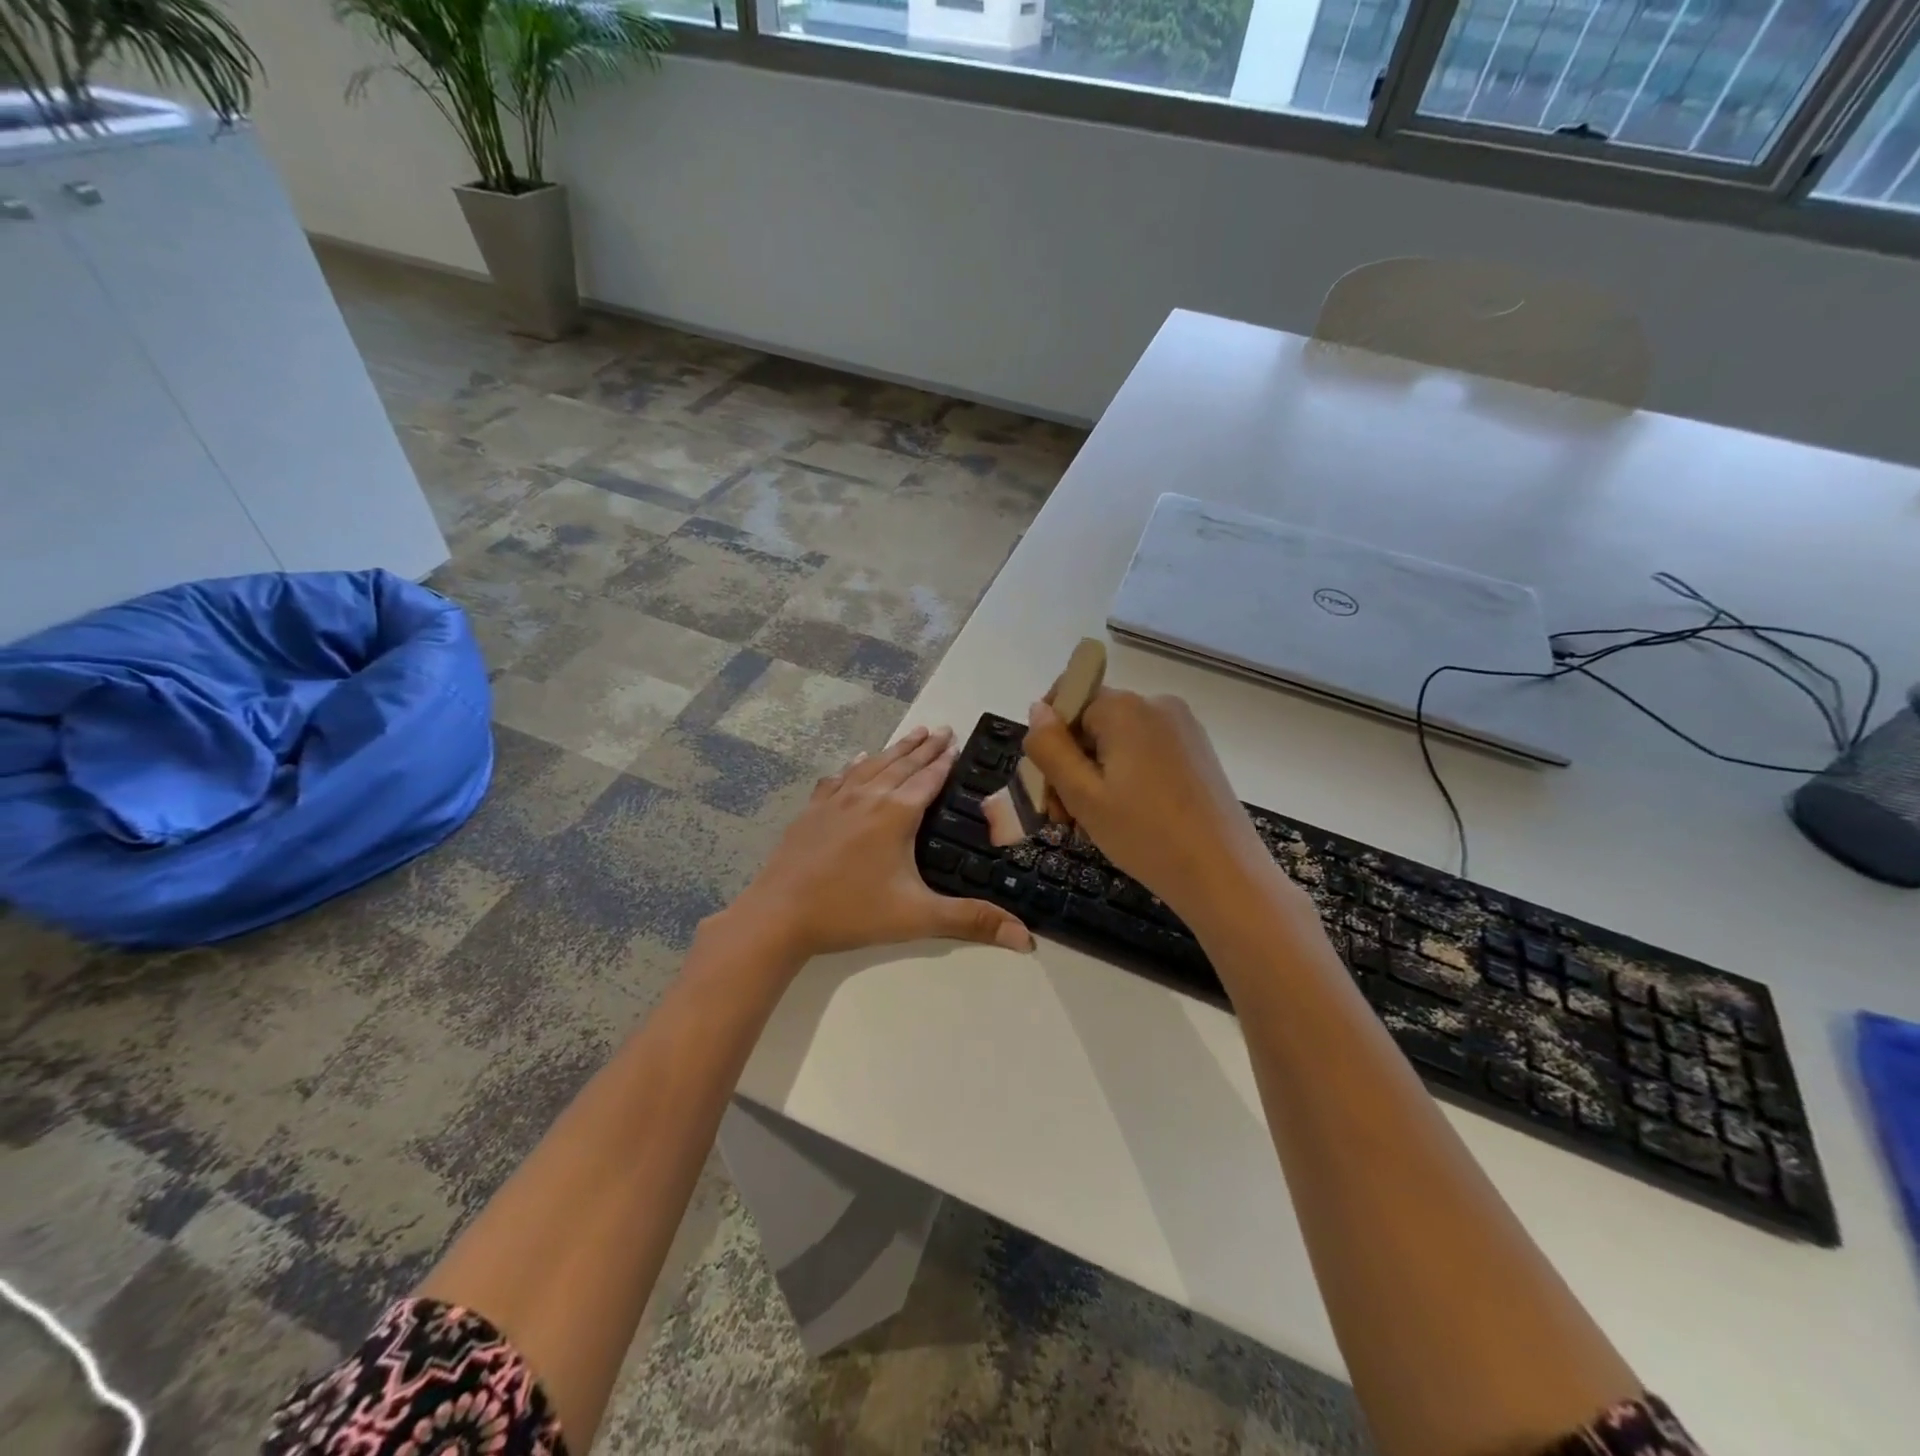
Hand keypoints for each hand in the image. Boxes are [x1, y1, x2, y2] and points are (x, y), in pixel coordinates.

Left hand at [731, 726, 1034, 962]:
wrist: (779, 913)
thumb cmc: (851, 912)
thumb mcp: (916, 917)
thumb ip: (970, 921)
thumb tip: (1025, 938)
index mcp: (896, 814)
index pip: (928, 779)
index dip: (945, 760)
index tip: (957, 741)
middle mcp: (868, 797)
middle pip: (902, 764)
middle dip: (925, 746)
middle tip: (942, 728)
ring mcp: (836, 800)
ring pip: (873, 765)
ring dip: (895, 749)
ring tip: (912, 733)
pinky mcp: (812, 810)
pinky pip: (840, 778)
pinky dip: (855, 766)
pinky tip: (858, 760)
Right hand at [1021, 689, 1279, 928]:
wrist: (1223, 874)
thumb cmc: (1145, 835)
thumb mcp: (1082, 795)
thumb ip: (1050, 748)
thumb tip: (1037, 709)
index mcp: (1125, 708)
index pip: (1067, 701)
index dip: (1050, 740)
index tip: (1047, 786)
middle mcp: (1156, 705)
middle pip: (1092, 723)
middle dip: (1070, 766)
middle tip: (1065, 819)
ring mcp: (1182, 728)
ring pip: (1117, 741)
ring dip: (1094, 777)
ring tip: (1092, 825)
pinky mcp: (1197, 751)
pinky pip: (1144, 752)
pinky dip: (1124, 778)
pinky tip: (1125, 818)